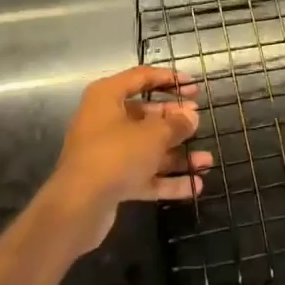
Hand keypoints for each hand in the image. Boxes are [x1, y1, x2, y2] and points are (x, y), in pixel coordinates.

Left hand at [48, 65, 212, 251]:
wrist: (77, 207)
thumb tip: (191, 116)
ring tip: (206, 161)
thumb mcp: (152, 135)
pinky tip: (195, 186)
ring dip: (176, 155)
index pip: (141, 77)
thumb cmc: (115, 155)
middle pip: (145, 115)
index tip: (193, 86)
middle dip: (174, 120)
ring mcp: (107, 152)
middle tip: (198, 121)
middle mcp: (105, 120)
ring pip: (147, 148)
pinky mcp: (111, 181)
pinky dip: (166, 179)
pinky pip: (143, 174)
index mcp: (107, 96)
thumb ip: (175, 124)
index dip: (168, 78)